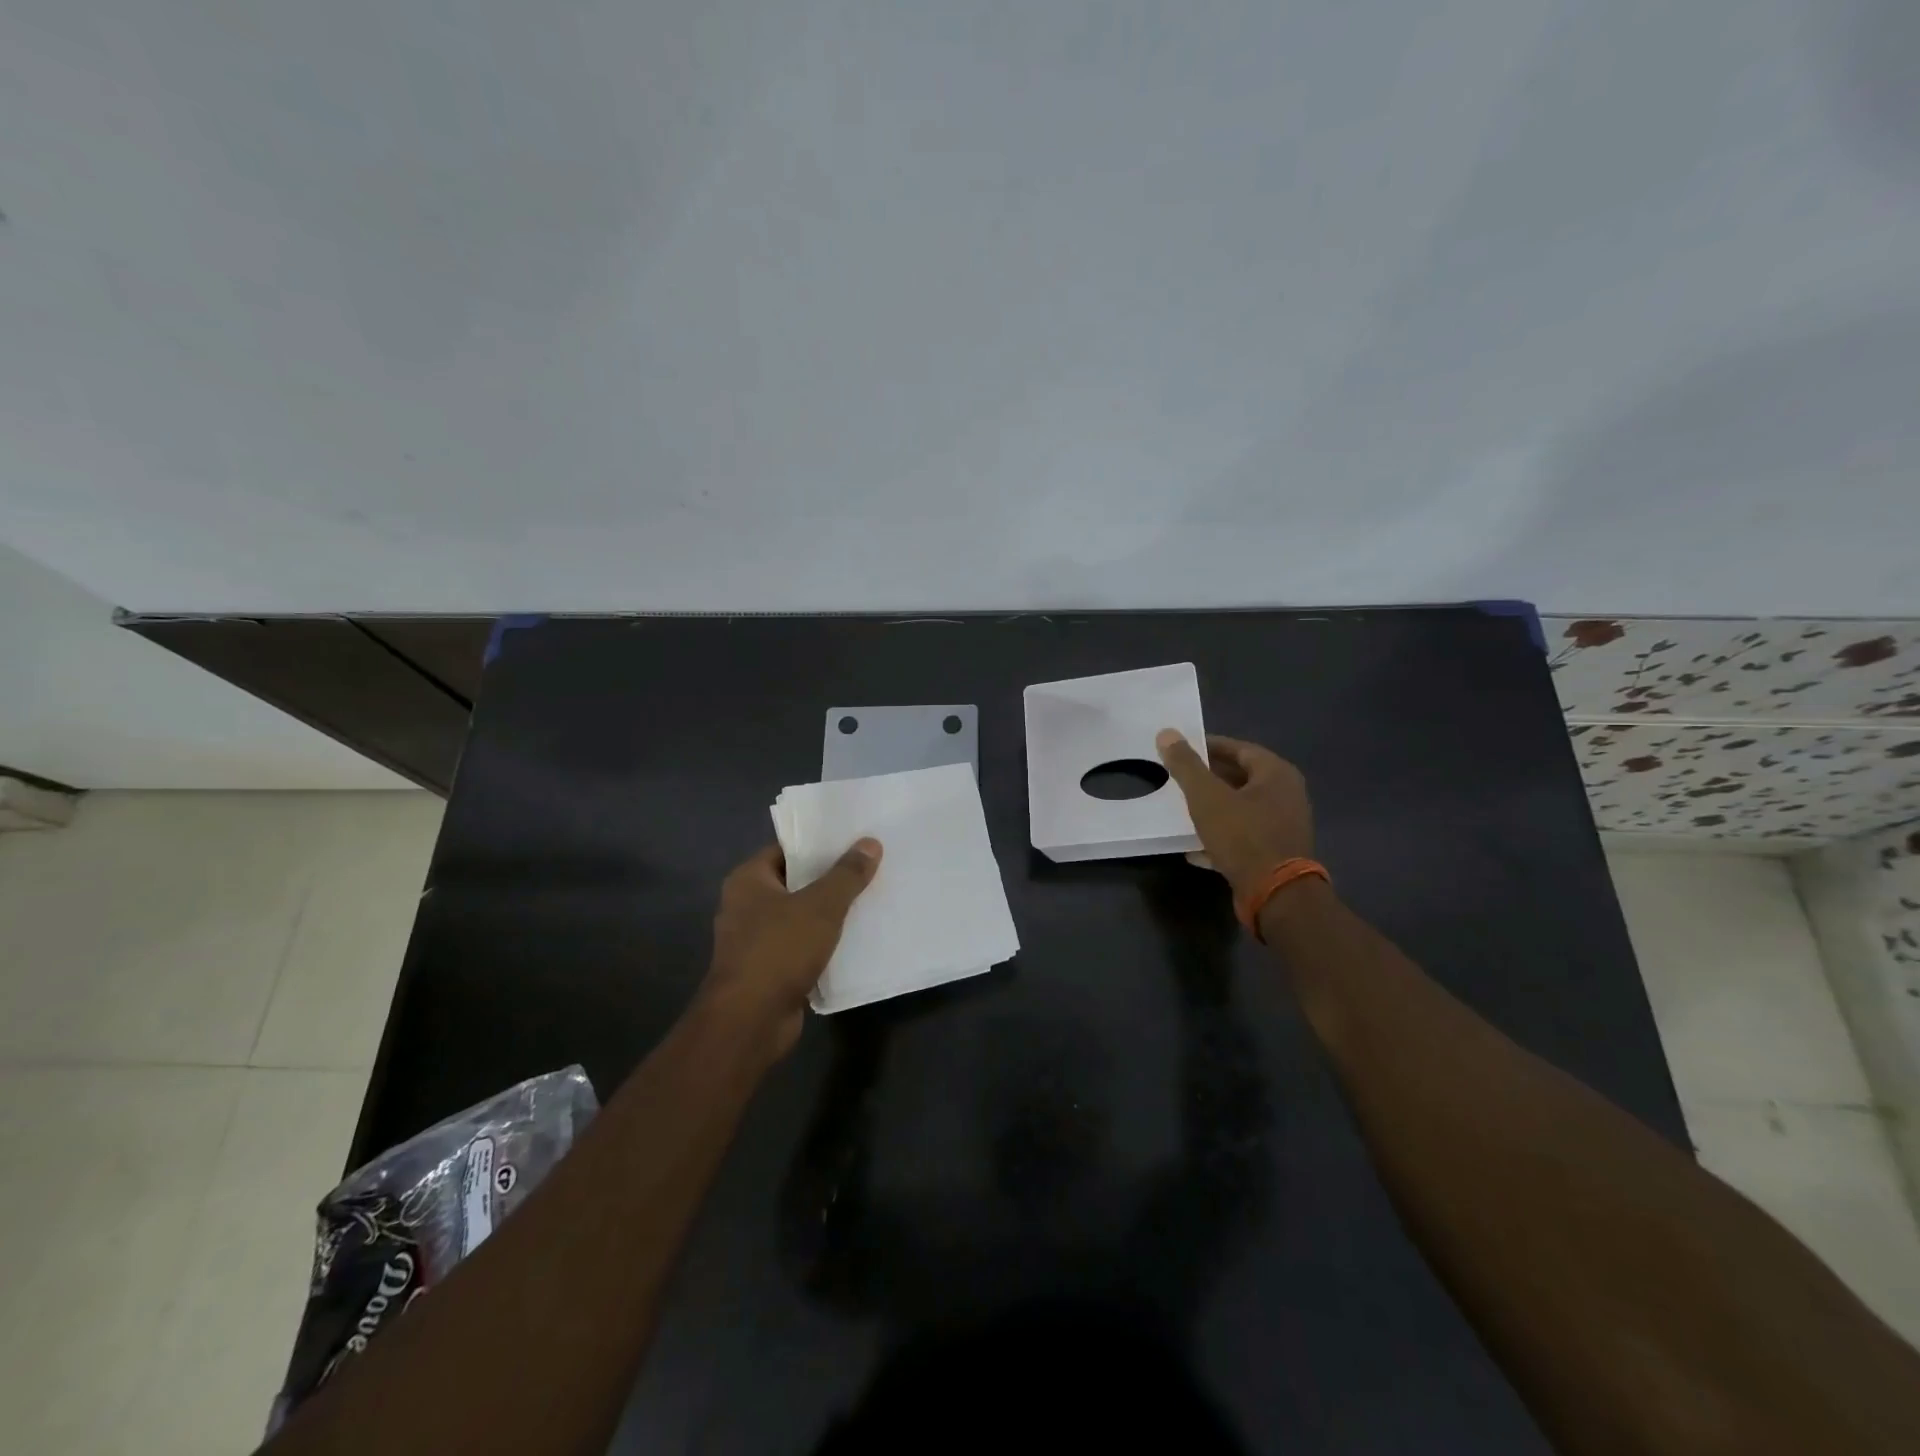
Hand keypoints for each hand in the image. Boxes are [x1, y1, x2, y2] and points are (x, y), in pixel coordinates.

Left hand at [702, 839, 881, 1058]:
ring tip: (871, 898)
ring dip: (830, 912)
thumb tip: (870, 843)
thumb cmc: (779, 950)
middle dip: (831, 877)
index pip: (788, 849)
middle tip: (871, 866)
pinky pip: (802, 945)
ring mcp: (756, 940)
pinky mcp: (769, 969)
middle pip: (796, 881)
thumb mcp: (821, 906)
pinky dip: (825, 942)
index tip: (855, 839)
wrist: (750, 1021)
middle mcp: (746, 905)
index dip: (820, 843)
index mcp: (748, 880)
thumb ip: (847, 874)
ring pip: (801, 915)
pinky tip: (857, 937)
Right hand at [1155, 730, 1313, 899]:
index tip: (1181, 749)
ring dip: (1213, 807)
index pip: (1239, 748)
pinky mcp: (1275, 853)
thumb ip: (1186, 764)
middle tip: (1178, 776)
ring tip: (1182, 808)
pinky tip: (1193, 846)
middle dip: (1209, 777)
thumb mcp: (1207, 796)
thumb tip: (1166, 733)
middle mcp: (1286, 795)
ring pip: (1241, 808)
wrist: (1275, 894)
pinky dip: (1220, 836)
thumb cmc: (1243, 836)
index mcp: (1276, 774)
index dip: (1208, 746)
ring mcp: (1283, 826)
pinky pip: (1243, 835)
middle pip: (1241, 777)